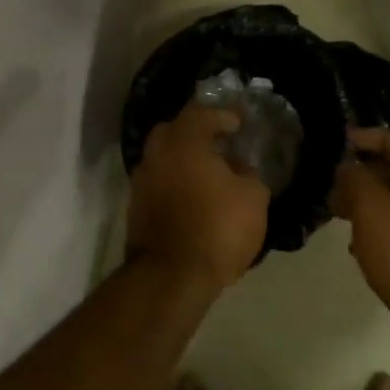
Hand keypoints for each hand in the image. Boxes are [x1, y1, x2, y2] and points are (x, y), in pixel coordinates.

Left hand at [126, 106, 269, 291]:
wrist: (171, 276)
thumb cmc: (217, 228)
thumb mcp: (253, 199)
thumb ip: (249, 175)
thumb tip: (240, 169)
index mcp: (184, 141)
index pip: (202, 113)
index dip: (223, 115)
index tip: (240, 123)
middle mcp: (156, 153)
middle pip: (175, 131)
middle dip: (198, 132)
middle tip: (221, 142)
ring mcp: (141, 180)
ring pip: (165, 157)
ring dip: (186, 159)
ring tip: (211, 172)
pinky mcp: (136, 207)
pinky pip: (160, 182)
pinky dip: (176, 181)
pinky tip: (195, 195)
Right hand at [331, 127, 389, 329]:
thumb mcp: (370, 206)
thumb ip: (354, 178)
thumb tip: (346, 167)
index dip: (372, 137)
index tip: (343, 142)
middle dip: (365, 174)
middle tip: (334, 183)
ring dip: (369, 202)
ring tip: (339, 212)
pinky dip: (380, 227)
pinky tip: (357, 244)